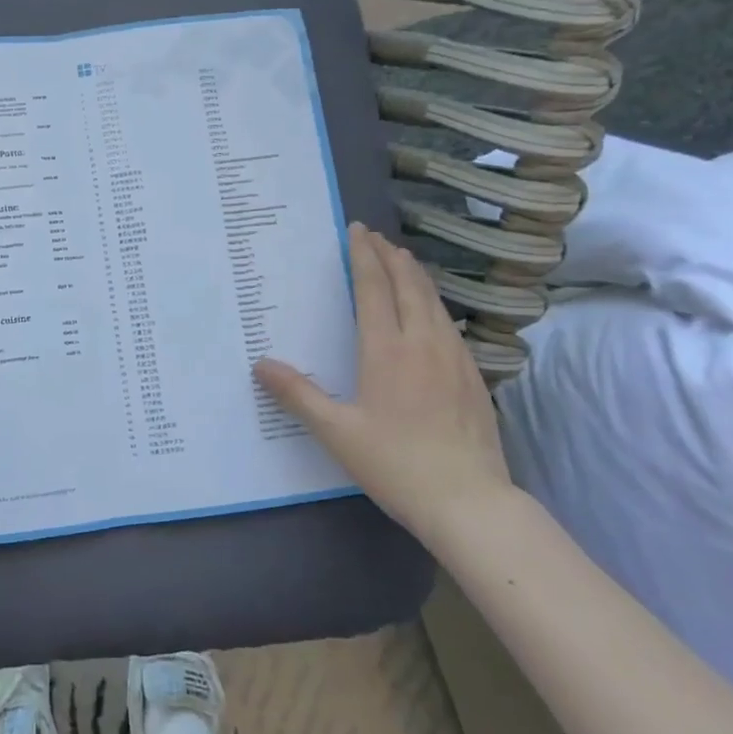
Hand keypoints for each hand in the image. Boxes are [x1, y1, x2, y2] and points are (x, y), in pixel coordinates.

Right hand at [254, 222, 510, 542]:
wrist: (470, 502)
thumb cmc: (395, 464)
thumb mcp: (336, 432)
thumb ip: (297, 394)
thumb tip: (260, 364)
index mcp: (387, 350)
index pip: (374, 289)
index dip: (364, 257)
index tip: (357, 231)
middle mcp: (423, 343)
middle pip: (409, 285)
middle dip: (390, 256)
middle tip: (375, 236)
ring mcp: (454, 358)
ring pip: (433, 301)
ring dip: (414, 275)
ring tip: (402, 260)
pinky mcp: (472, 376)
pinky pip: (448, 323)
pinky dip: (433, 301)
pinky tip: (430, 311)